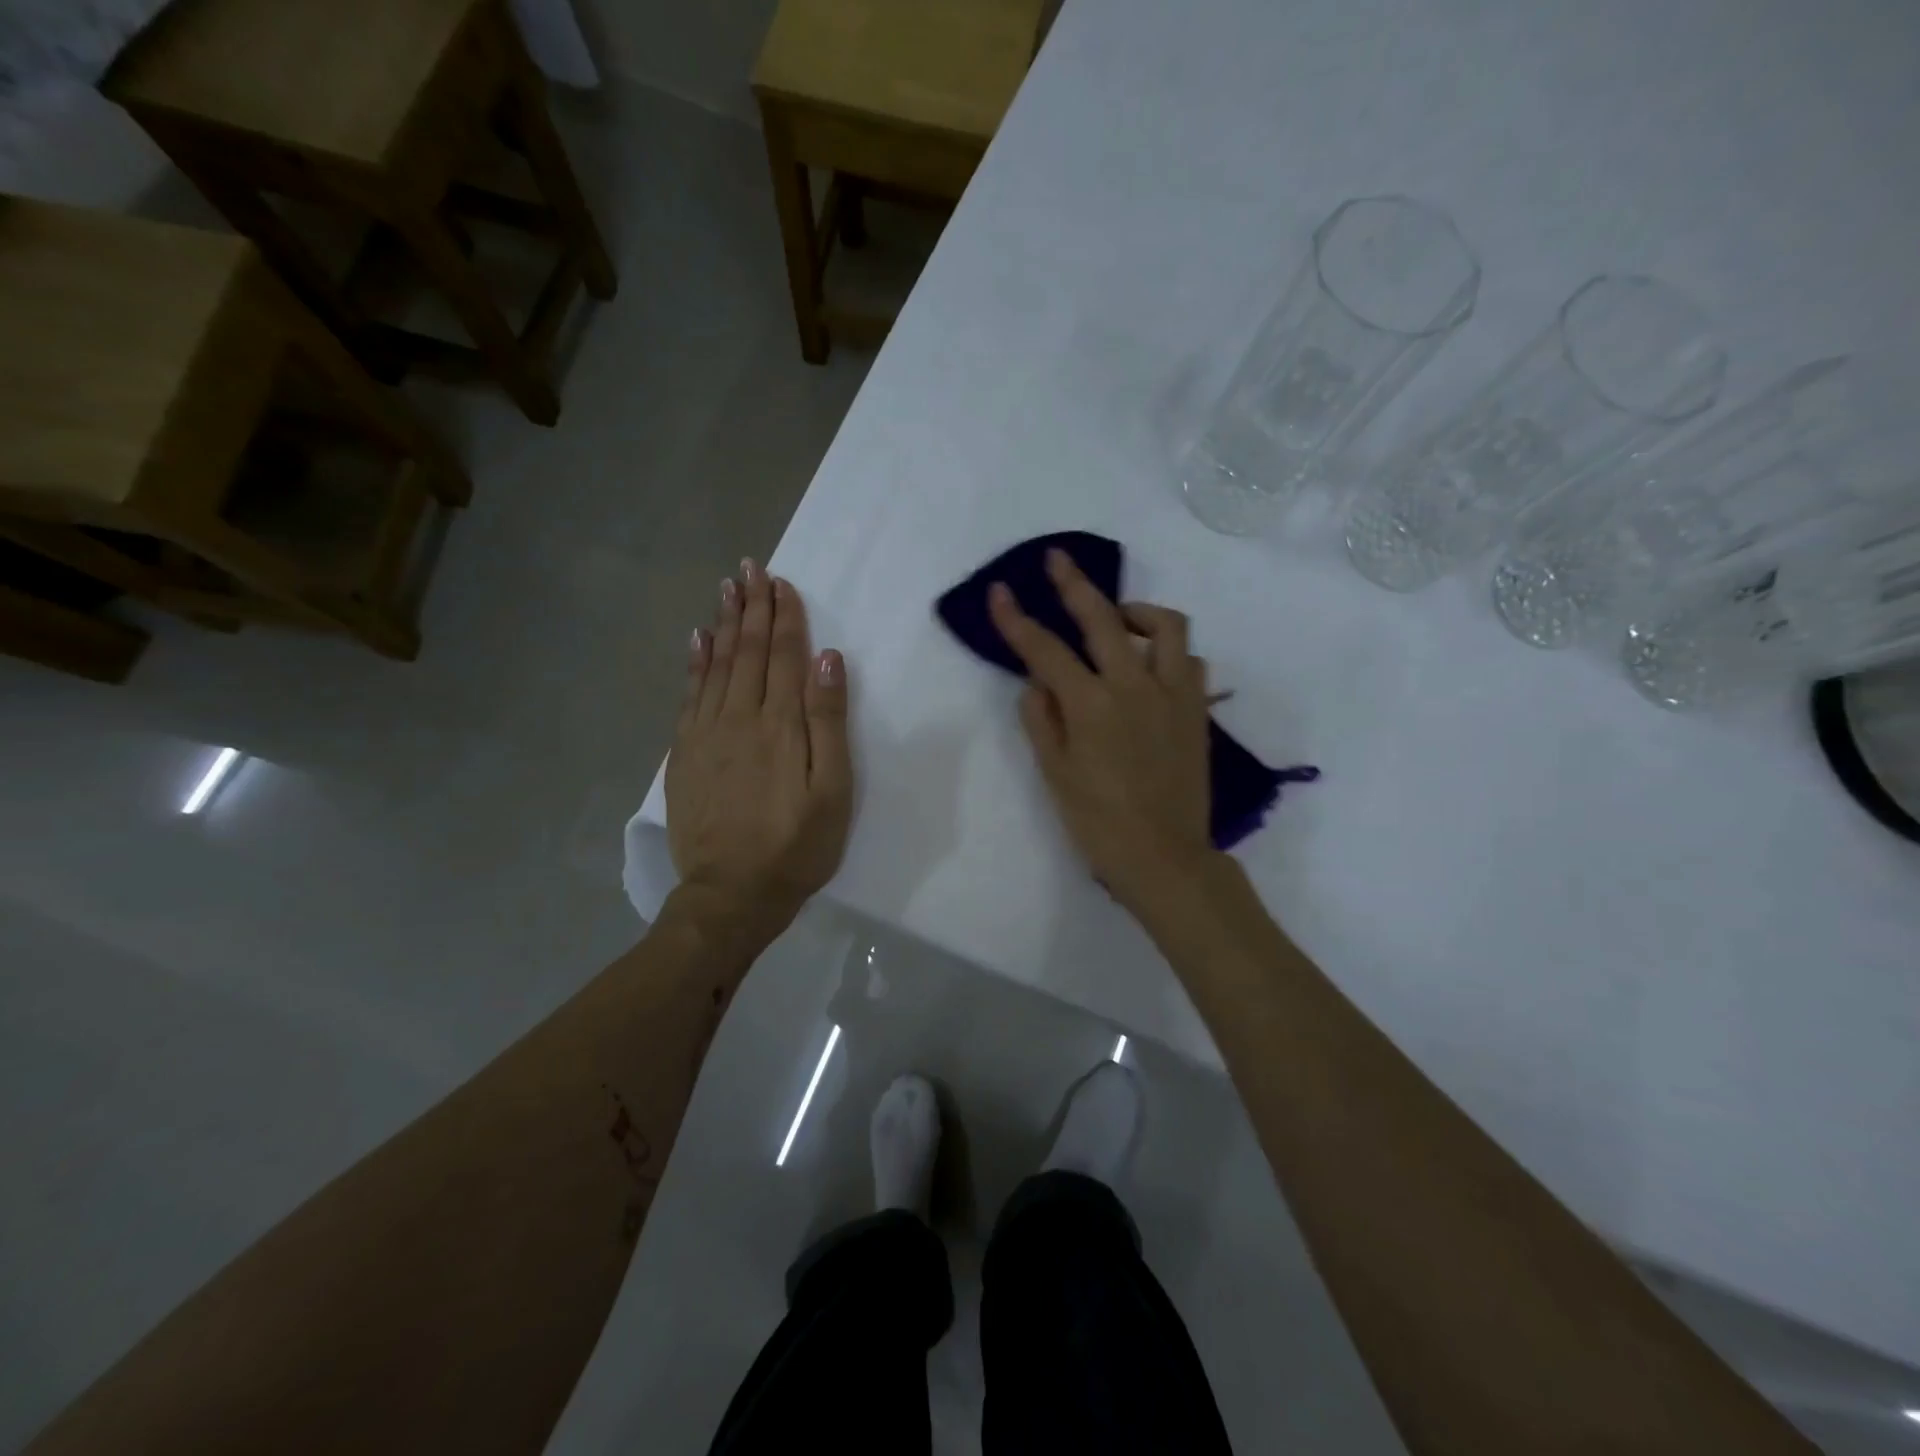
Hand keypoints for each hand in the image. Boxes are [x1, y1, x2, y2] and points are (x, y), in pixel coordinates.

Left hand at [666, 559, 852, 943]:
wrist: (731, 894)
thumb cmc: (796, 846)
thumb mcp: (831, 790)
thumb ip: (828, 722)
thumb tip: (827, 659)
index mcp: (780, 725)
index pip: (782, 656)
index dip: (783, 617)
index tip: (781, 582)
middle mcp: (739, 718)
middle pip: (747, 652)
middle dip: (751, 607)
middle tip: (751, 567)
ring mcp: (705, 734)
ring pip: (716, 665)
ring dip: (723, 624)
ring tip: (726, 587)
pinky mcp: (684, 754)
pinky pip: (689, 695)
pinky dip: (695, 663)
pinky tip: (697, 640)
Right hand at [988, 549, 1219, 912]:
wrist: (1165, 857)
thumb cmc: (1099, 823)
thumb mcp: (1054, 774)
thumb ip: (1041, 720)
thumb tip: (1036, 682)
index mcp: (1091, 706)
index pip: (1045, 649)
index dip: (1017, 619)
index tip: (999, 592)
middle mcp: (1134, 687)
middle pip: (1102, 618)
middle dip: (1074, 584)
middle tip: (1058, 560)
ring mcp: (1173, 694)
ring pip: (1165, 626)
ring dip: (1137, 610)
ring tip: (1118, 618)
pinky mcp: (1197, 709)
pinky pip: (1190, 661)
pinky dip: (1168, 652)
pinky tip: (1152, 666)